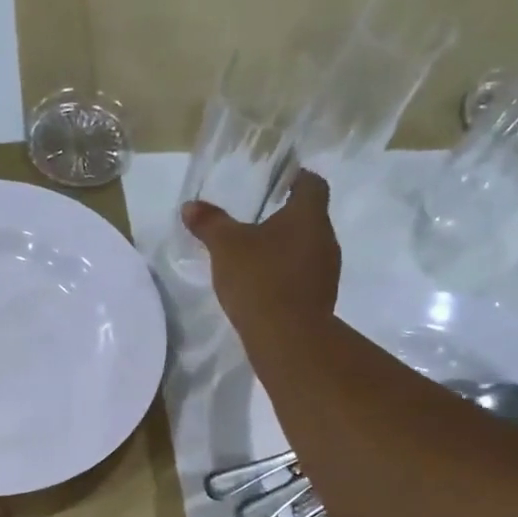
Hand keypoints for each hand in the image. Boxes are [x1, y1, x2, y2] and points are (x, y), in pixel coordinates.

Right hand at [182, 170, 340, 345]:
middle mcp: (326, 237)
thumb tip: (190, 206)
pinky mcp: (321, 298)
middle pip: (309, 217)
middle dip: (285, 216)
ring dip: (285, 248)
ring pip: (307, 247)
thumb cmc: (260, 279)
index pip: (312, 183)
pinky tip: (263, 284)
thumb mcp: (226, 247)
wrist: (288, 337)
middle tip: (257, 218)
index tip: (277, 182)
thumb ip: (209, 223)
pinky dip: (286, 273)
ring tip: (255, 253)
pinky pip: (303, 275)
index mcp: (309, 215)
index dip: (296, 179)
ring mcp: (327, 271)